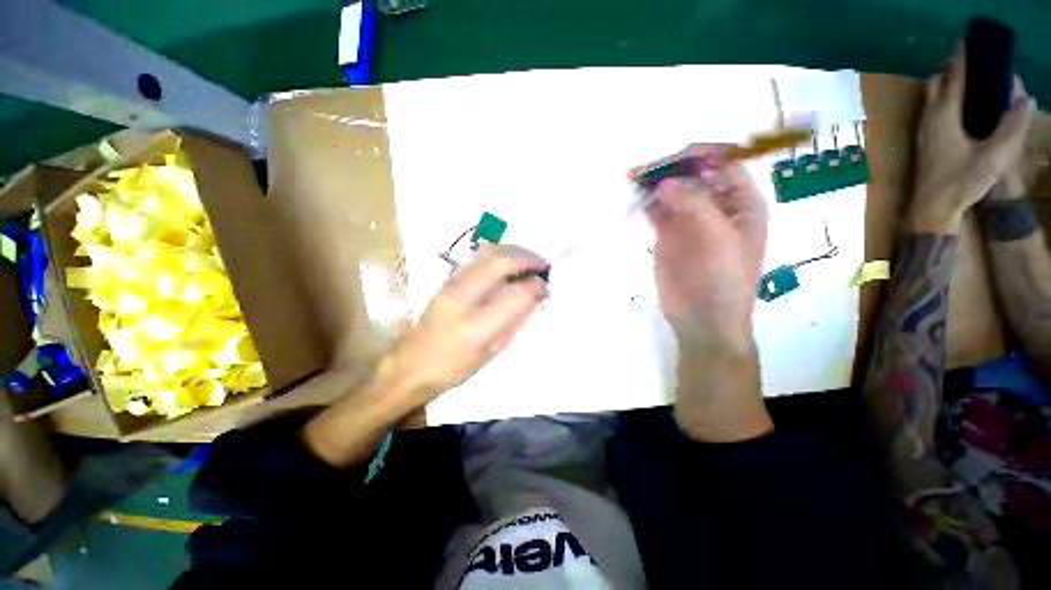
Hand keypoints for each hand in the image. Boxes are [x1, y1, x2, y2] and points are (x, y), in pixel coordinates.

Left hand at [380, 244, 548, 402]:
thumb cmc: (454, 368)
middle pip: (500, 262)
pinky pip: (478, 256)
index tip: (546, 287)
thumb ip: (515, 320)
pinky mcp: (446, 278)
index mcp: (475, 327)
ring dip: (514, 251)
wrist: (411, 363)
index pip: (515, 294)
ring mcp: (451, 283)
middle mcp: (462, 297)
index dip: (536, 286)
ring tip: (529, 260)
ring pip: (488, 252)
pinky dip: (499, 253)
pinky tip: (509, 261)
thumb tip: (535, 295)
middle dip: (527, 258)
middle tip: (543, 264)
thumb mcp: (492, 352)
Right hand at [643, 144, 767, 352]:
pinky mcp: (667, 236)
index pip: (723, 164)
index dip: (700, 155)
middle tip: (644, 170)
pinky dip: (646, 203)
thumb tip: (665, 182)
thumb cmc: (724, 279)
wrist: (703, 318)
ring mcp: (689, 221)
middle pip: (693, 175)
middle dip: (671, 168)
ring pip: (672, 191)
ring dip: (654, 183)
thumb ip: (695, 205)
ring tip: (632, 179)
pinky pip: (657, 212)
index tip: (673, 158)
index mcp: (741, 203)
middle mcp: (716, 206)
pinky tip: (634, 198)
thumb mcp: (720, 238)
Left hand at [910, 45, 1035, 233]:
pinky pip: (930, 111)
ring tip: (962, 77)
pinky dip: (940, 99)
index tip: (965, 41)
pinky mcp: (923, 142)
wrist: (930, 209)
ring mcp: (922, 131)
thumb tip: (1025, 99)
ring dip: (943, 83)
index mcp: (944, 117)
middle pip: (936, 85)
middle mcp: (929, 119)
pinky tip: (953, 105)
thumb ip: (1011, 128)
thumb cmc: (960, 182)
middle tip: (967, 58)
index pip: (954, 79)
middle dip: (950, 68)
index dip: (960, 59)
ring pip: (930, 98)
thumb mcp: (993, 156)